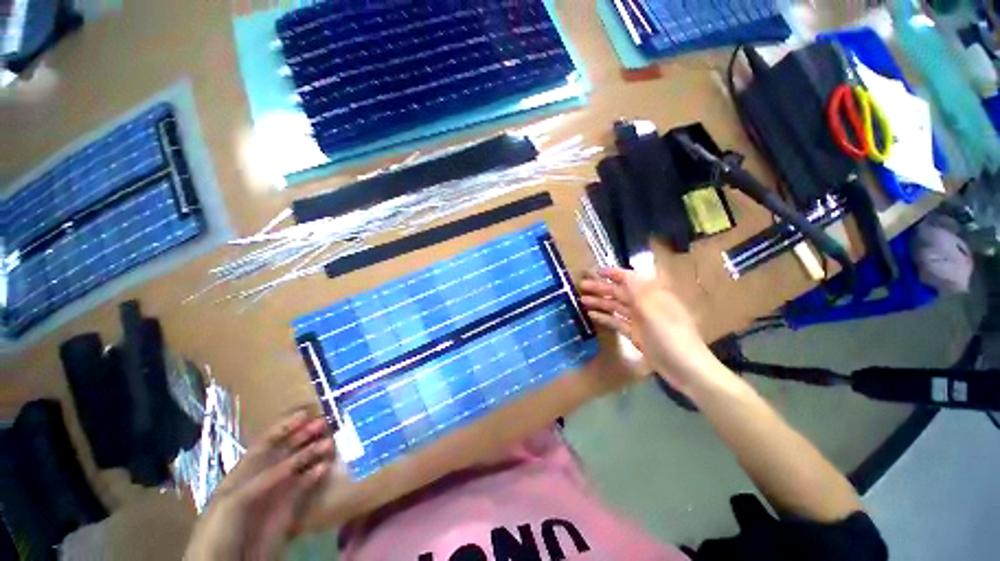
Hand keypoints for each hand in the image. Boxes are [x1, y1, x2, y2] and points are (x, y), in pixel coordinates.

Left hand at [184, 409, 335, 559]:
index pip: (266, 443)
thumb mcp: (236, 501)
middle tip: (324, 424)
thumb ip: (264, 479)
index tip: (306, 413)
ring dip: (313, 453)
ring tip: (329, 444)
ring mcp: (275, 493)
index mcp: (243, 472)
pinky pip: (304, 487)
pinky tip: (325, 467)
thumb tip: (295, 460)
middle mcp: (261, 477)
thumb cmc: (220, 530)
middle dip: (303, 435)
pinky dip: (315, 476)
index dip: (284, 427)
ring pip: (298, 466)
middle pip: (285, 450)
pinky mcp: (287, 509)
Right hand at [579, 267, 725, 393]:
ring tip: (582, 300)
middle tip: (581, 285)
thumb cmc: (671, 336)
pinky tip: (591, 315)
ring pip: (616, 307)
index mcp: (653, 295)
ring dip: (600, 302)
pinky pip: (617, 322)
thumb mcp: (654, 311)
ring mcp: (640, 320)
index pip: (630, 279)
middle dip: (601, 288)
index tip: (596, 271)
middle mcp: (645, 304)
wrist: (686, 369)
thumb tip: (625, 273)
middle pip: (620, 292)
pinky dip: (605, 317)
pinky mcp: (636, 334)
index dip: (613, 273)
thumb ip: (638, 291)